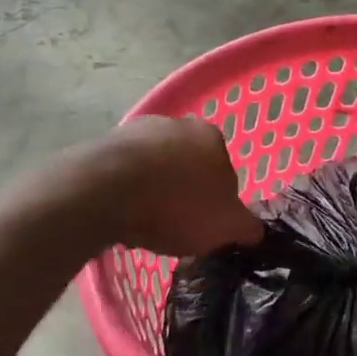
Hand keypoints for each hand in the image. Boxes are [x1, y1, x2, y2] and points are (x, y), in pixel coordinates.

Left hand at [84, 117, 263, 256]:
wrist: (104, 192)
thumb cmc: (177, 206)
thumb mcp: (226, 227)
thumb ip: (246, 227)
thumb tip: (254, 231)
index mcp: (211, 136)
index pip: (224, 170)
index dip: (218, 200)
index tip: (207, 224)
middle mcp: (175, 123)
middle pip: (188, 165)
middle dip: (184, 191)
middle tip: (178, 225)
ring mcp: (135, 131)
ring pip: (154, 167)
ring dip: (153, 191)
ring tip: (146, 225)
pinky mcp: (102, 145)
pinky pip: (123, 173)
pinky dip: (125, 192)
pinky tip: (121, 215)